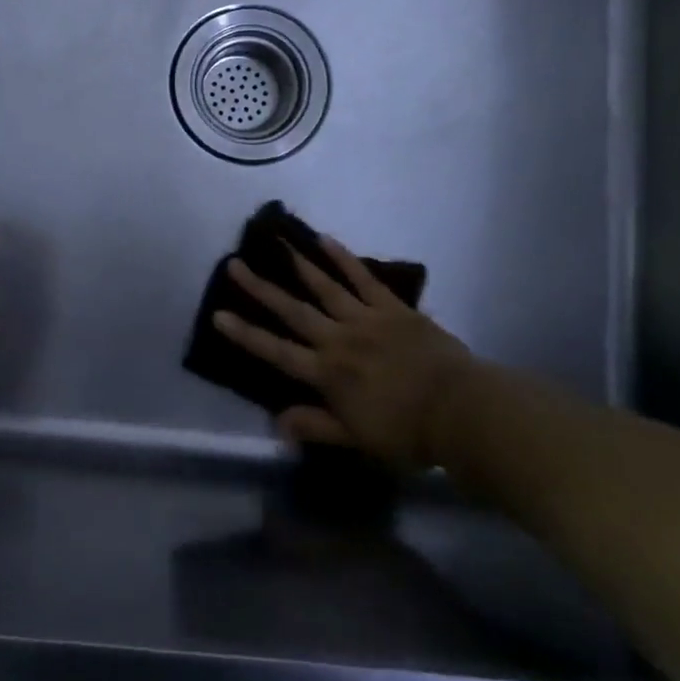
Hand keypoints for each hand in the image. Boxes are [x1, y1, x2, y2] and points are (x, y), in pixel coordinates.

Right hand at [215, 235, 477, 470]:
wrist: (461, 411)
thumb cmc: (408, 432)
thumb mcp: (357, 439)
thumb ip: (316, 426)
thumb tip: (276, 423)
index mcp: (328, 373)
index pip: (277, 352)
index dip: (246, 334)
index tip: (218, 314)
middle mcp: (339, 339)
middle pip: (293, 311)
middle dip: (261, 289)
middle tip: (235, 264)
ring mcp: (366, 318)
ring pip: (324, 287)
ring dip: (298, 265)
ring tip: (276, 242)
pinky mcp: (392, 307)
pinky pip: (364, 278)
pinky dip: (344, 259)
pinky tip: (326, 240)